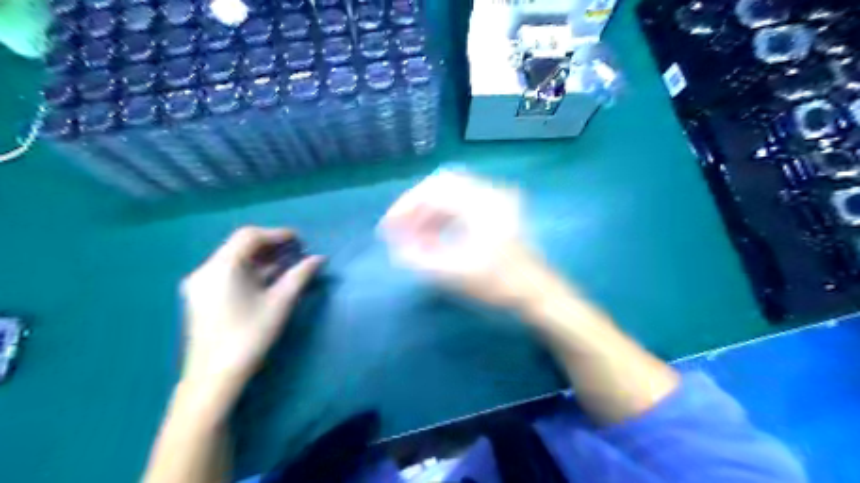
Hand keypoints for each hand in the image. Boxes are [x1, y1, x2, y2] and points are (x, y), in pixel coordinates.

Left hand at [180, 226, 324, 395]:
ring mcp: (200, 284)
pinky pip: (228, 272)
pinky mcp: (202, 297)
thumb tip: (319, 258)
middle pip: (240, 245)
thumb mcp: (280, 303)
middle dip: (271, 245)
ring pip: (234, 259)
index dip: (278, 234)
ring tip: (288, 264)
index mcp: (222, 267)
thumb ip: (300, 275)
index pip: (250, 236)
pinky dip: (250, 270)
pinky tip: (268, 278)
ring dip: (262, 258)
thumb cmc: (249, 336)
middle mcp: (206, 269)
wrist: (214, 377)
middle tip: (297, 252)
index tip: (301, 241)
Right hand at [379, 174, 561, 311]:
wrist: (536, 292)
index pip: (433, 190)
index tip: (389, 227)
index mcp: (480, 203)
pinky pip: (461, 203)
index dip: (406, 206)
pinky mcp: (496, 209)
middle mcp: (488, 193)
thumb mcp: (454, 274)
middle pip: (441, 185)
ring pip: (451, 193)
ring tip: (414, 236)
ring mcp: (494, 199)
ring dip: (429, 211)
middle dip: (416, 206)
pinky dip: (443, 216)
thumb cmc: (499, 284)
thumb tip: (397, 245)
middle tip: (400, 228)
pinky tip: (433, 236)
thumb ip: (419, 258)